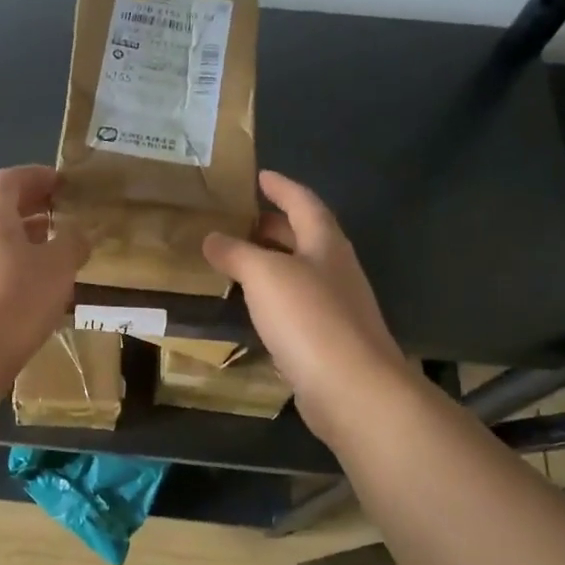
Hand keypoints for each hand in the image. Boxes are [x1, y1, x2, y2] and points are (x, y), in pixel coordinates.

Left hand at [0, 165, 88, 387]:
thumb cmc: (15, 301)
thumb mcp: (57, 267)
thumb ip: (72, 243)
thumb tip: (79, 232)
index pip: (9, 180)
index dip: (35, 175)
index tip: (61, 182)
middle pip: (1, 210)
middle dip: (33, 207)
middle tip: (63, 213)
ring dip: (27, 239)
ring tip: (57, 251)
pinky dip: (18, 267)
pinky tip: (38, 289)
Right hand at [202, 171, 411, 437]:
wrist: (352, 388)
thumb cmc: (309, 318)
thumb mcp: (264, 275)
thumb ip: (236, 253)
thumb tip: (212, 237)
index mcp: (326, 244)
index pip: (303, 203)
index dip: (282, 187)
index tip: (259, 176)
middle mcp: (336, 270)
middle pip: (304, 237)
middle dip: (274, 225)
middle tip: (240, 219)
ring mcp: (336, 307)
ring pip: (300, 273)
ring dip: (272, 262)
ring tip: (238, 260)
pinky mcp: (328, 340)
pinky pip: (296, 307)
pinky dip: (273, 298)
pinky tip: (253, 308)